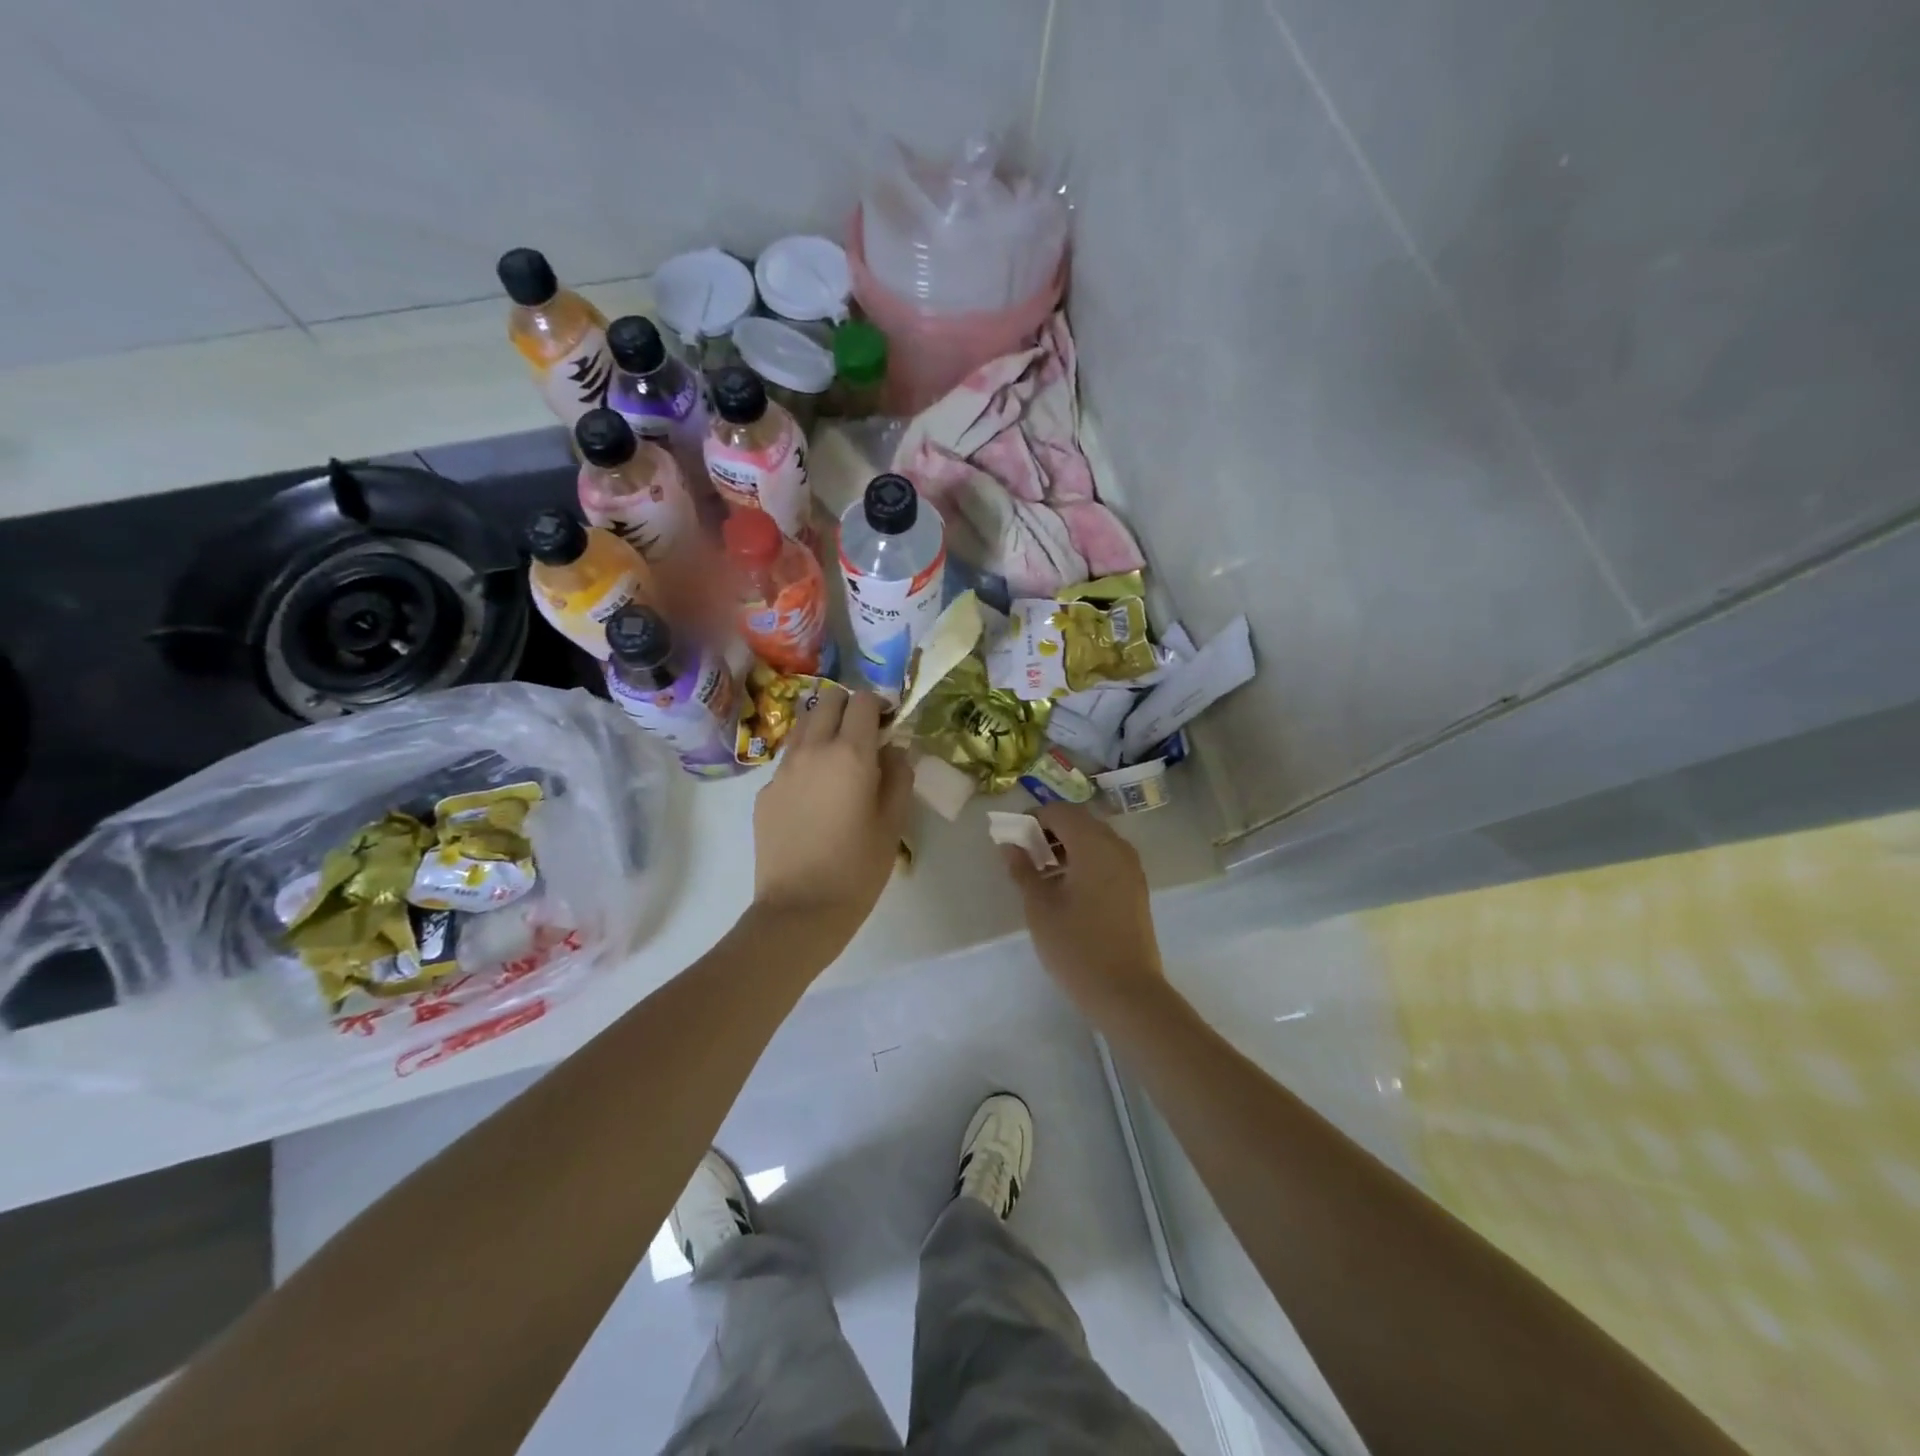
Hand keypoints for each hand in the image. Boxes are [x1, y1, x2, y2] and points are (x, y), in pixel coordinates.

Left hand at [751, 687, 911, 952]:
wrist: (800, 910)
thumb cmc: (858, 868)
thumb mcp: (894, 822)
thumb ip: (899, 775)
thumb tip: (893, 749)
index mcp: (850, 754)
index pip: (863, 700)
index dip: (879, 705)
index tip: (889, 725)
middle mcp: (812, 750)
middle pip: (828, 699)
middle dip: (849, 707)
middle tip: (864, 736)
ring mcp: (783, 769)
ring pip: (804, 725)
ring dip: (824, 728)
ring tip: (839, 761)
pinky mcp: (765, 791)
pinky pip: (789, 759)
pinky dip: (806, 760)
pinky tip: (816, 797)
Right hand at [1002, 802, 1165, 1017]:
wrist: (1127, 992)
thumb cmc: (1077, 947)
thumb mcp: (1040, 908)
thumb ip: (1023, 870)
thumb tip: (1010, 845)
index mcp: (1094, 844)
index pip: (1060, 811)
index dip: (1033, 818)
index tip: (1013, 838)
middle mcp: (1117, 847)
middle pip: (1079, 822)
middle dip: (1050, 831)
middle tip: (1025, 855)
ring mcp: (1131, 867)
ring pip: (1094, 840)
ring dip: (1067, 847)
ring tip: (1042, 875)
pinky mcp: (1135, 887)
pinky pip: (1106, 858)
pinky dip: (1084, 861)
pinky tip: (1066, 889)